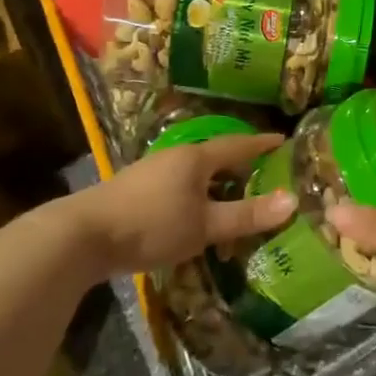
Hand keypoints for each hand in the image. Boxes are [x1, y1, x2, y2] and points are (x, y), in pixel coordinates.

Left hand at [75, 134, 294, 281]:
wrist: (83, 236)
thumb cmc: (151, 224)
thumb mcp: (204, 225)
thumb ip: (246, 215)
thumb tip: (293, 201)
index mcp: (196, 158)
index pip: (238, 145)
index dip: (262, 144)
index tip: (283, 140)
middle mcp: (175, 158)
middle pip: (216, 157)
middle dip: (240, 165)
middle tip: (266, 173)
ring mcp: (152, 173)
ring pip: (195, 174)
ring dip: (217, 184)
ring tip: (235, 197)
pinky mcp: (136, 193)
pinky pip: (179, 188)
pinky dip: (197, 196)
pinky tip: (197, 215)